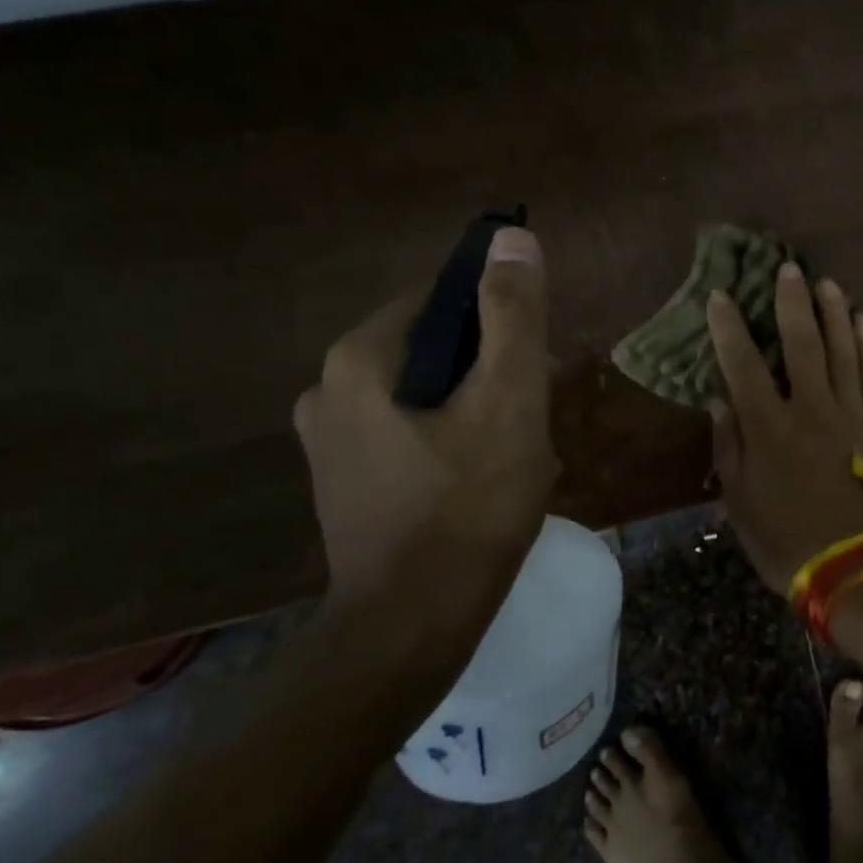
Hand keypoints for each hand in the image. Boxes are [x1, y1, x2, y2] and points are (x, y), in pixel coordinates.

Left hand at [293, 228, 557, 620]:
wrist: (413, 625)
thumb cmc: (469, 506)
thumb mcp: (508, 400)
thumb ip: (512, 316)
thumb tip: (510, 237)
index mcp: (360, 358)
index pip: (442, 300)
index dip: (499, 324)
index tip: (536, 367)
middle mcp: (327, 389)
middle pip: (434, 348)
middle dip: (490, 372)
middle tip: (531, 415)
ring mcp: (329, 440)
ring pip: (425, 393)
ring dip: (475, 407)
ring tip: (514, 450)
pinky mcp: (343, 480)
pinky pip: (409, 430)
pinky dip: (449, 437)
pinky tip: (480, 478)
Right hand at [707, 263, 862, 594]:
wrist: (859, 568)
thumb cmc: (789, 541)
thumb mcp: (740, 504)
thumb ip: (728, 448)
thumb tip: (719, 401)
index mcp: (770, 428)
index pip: (743, 365)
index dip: (729, 328)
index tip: (721, 296)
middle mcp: (812, 408)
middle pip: (801, 343)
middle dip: (791, 302)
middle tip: (788, 268)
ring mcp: (854, 412)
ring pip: (844, 349)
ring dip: (834, 312)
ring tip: (827, 283)